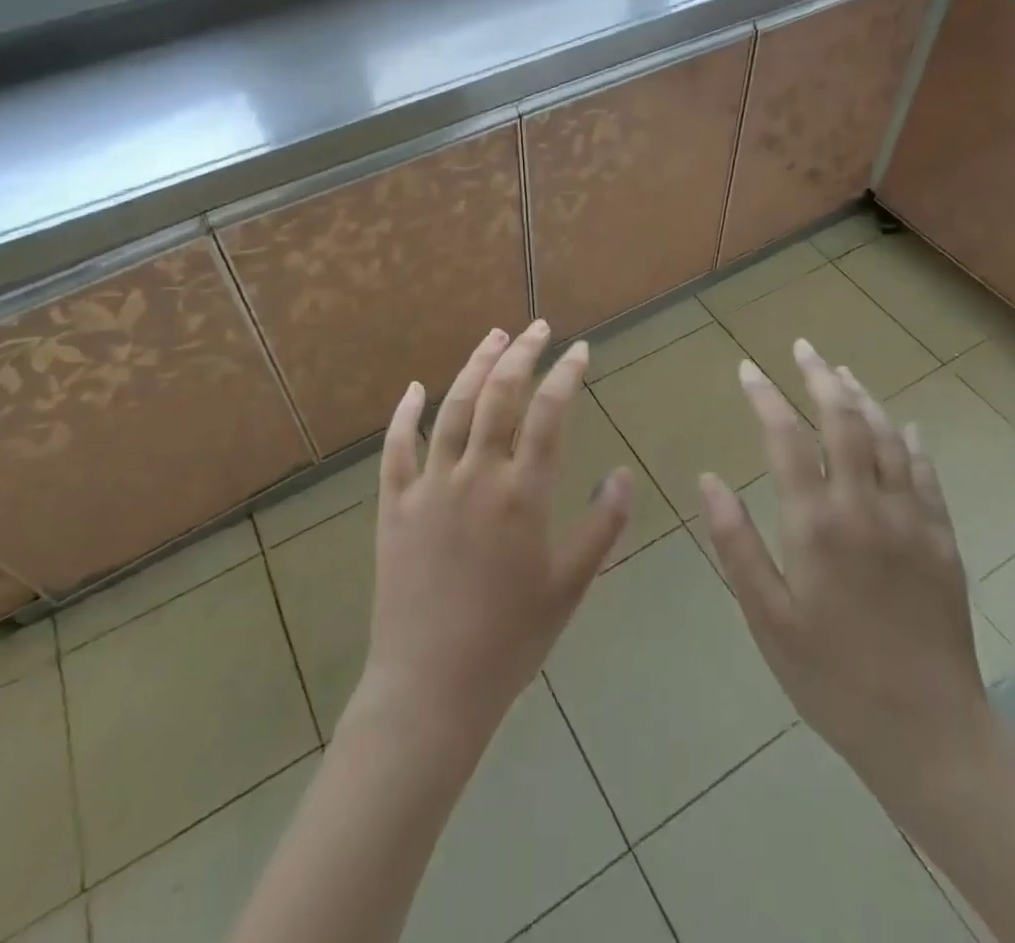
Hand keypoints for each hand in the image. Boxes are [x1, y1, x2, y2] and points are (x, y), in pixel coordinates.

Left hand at [346, 321, 632, 754]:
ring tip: (493, 337)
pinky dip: (405, 414)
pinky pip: (396, 448)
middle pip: (499, 395)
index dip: (567, 375)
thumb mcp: (571, 586)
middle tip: (538, 327)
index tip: (581, 350)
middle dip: (522, 354)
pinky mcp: (394, 505)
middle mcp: (475, 475)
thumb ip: (601, 526)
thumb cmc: (510, 640)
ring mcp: (429, 486)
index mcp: (522, 494)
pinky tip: (414, 388)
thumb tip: (621, 473)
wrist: (431, 687)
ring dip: (474, 366)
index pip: (549, 414)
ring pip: (452, 408)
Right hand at [699, 339, 994, 811]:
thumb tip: (708, 480)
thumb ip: (735, 544)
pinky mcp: (943, 542)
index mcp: (816, 524)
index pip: (785, 439)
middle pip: (844, 422)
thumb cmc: (830, 676)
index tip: (747, 368)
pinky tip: (904, 425)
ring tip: (842, 372)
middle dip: (819, 377)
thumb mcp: (766, 617)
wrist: (928, 732)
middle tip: (803, 348)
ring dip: (863, 398)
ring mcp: (912, 521)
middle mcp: (866, 507)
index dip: (765, 396)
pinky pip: (928, 475)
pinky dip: (911, 441)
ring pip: (889, 438)